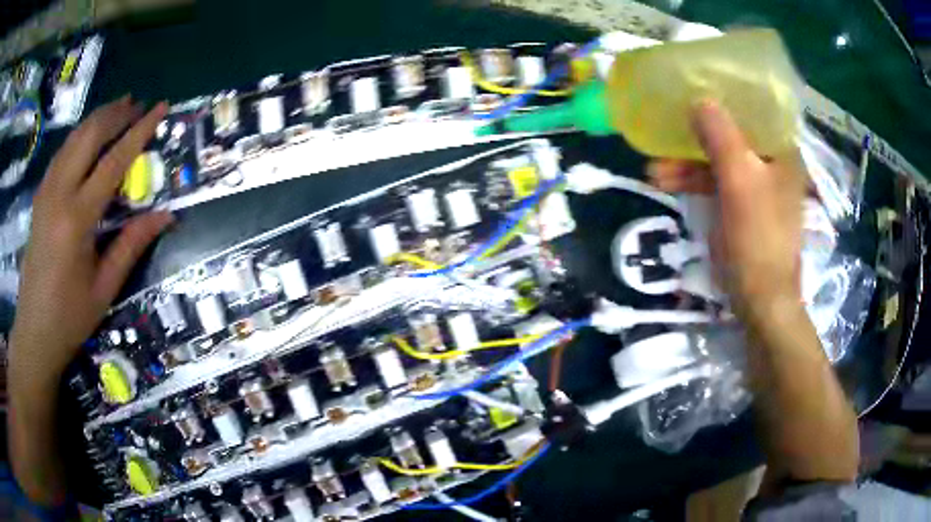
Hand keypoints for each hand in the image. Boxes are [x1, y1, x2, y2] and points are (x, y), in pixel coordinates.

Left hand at [10, 96, 172, 379]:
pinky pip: (61, 153)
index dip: (139, 131)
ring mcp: (45, 193)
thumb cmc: (70, 317)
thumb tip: (167, 215)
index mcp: (77, 219)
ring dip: (97, 119)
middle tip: (138, 103)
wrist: (34, 332)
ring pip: (73, 139)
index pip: (113, 161)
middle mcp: (58, 195)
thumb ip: (131, 244)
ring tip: (117, 109)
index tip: (160, 107)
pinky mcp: (39, 198)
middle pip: (89, 136)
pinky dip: (79, 136)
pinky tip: (88, 137)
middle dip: (116, 113)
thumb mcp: (104, 288)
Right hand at [649, 100, 806, 321]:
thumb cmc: (757, 238)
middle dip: (695, 140)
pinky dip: (694, 183)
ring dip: (687, 166)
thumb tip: (699, 99)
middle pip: (731, 136)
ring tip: (653, 174)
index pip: (753, 109)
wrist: (761, 300)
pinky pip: (716, 183)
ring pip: (719, 161)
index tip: (692, 91)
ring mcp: (757, 186)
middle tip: (663, 139)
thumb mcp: (739, 181)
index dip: (722, 97)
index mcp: (781, 150)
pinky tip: (668, 184)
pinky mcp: (743, 206)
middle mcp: (772, 162)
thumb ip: (720, 136)